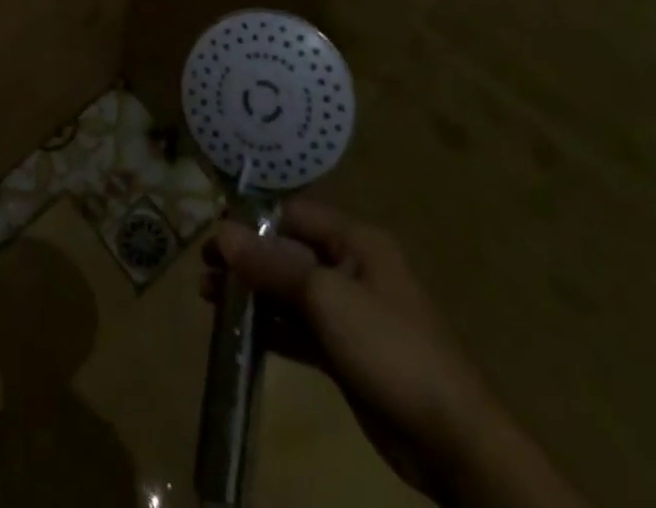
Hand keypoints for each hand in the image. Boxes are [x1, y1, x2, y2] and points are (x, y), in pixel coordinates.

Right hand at [203, 201, 497, 499]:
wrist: (453, 440)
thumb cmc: (389, 348)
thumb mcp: (326, 299)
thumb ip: (272, 265)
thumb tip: (222, 232)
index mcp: (355, 240)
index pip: (292, 214)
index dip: (252, 222)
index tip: (212, 236)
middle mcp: (351, 267)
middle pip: (288, 252)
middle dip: (247, 260)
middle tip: (202, 271)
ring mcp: (351, 311)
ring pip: (291, 291)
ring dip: (253, 294)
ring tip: (208, 299)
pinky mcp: (347, 351)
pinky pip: (300, 327)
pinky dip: (272, 327)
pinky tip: (240, 333)